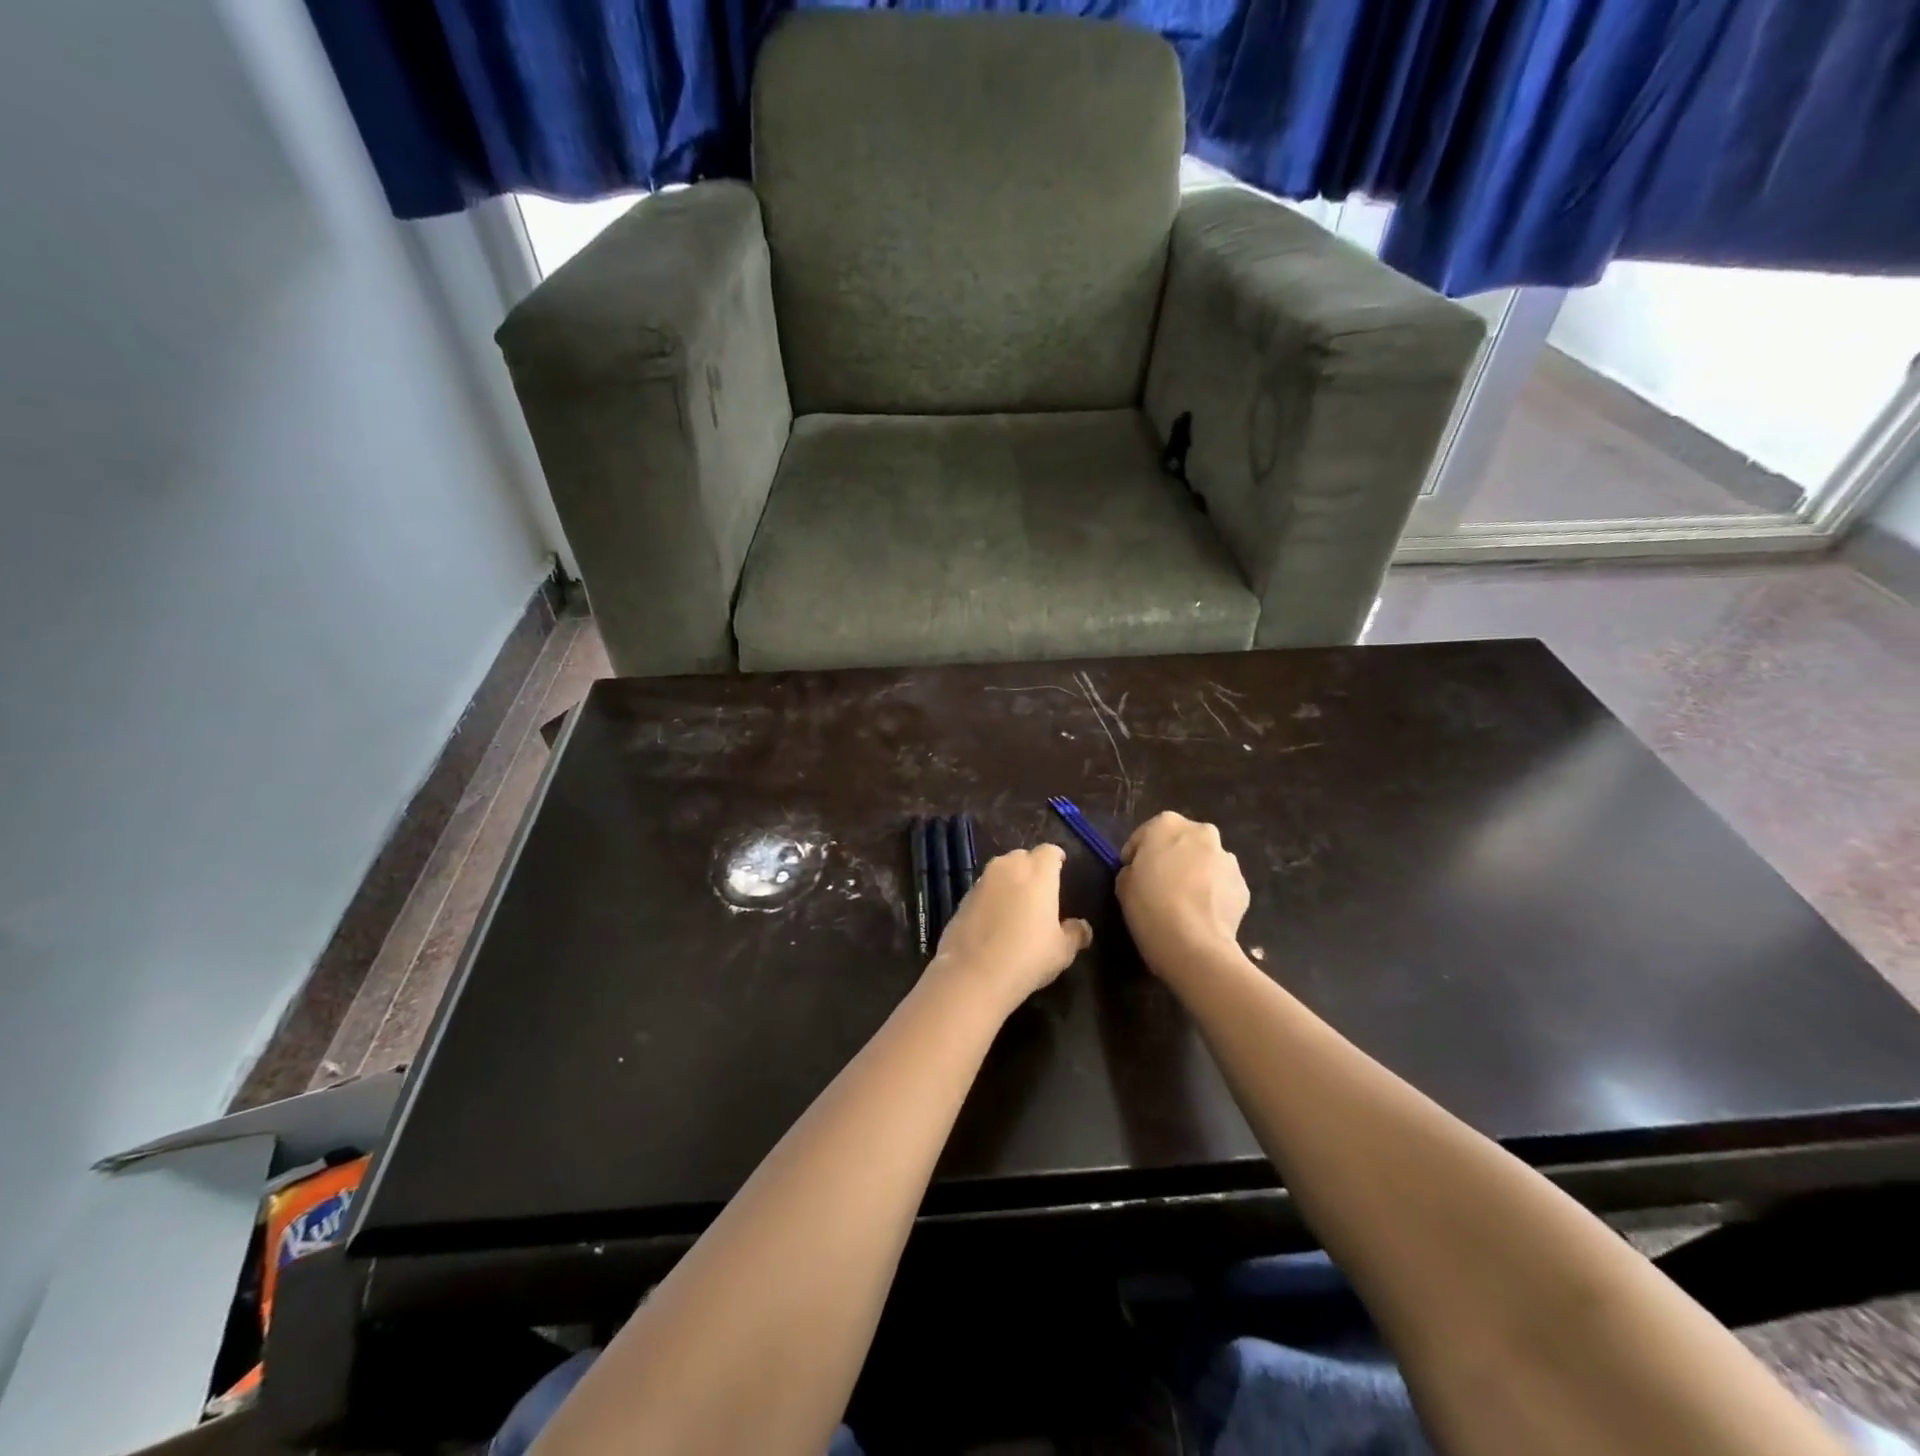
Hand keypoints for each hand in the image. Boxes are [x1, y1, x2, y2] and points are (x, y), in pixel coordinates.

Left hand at [930, 844, 1091, 1011]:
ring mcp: (982, 881)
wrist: (973, 974)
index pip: (1049, 851)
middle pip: (1023, 857)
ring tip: (1017, 904)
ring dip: (1010, 881)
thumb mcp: (1062, 950)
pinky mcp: (963, 897)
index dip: (1056, 858)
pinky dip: (991, 897)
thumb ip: (1075, 933)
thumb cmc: (1027, 956)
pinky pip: (984, 889)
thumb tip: (1082, 927)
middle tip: (1040, 890)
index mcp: (1038, 872)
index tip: (1061, 867)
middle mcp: (1008, 867)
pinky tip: (995, 920)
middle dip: (1032, 868)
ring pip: (1000, 871)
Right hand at [1117, 812, 1249, 972]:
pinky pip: (1221, 885)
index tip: (1132, 875)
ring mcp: (1227, 858)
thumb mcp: (1123, 885)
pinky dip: (1212, 894)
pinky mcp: (1243, 885)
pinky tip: (1201, 915)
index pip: (1145, 835)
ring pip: (1205, 862)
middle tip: (1159, 885)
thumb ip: (1132, 869)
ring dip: (1195, 874)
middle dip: (1171, 858)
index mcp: (1167, 824)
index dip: (1136, 855)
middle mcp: (1201, 832)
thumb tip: (1142, 873)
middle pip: (1181, 842)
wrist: (1194, 944)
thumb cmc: (1150, 907)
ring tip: (1184, 904)